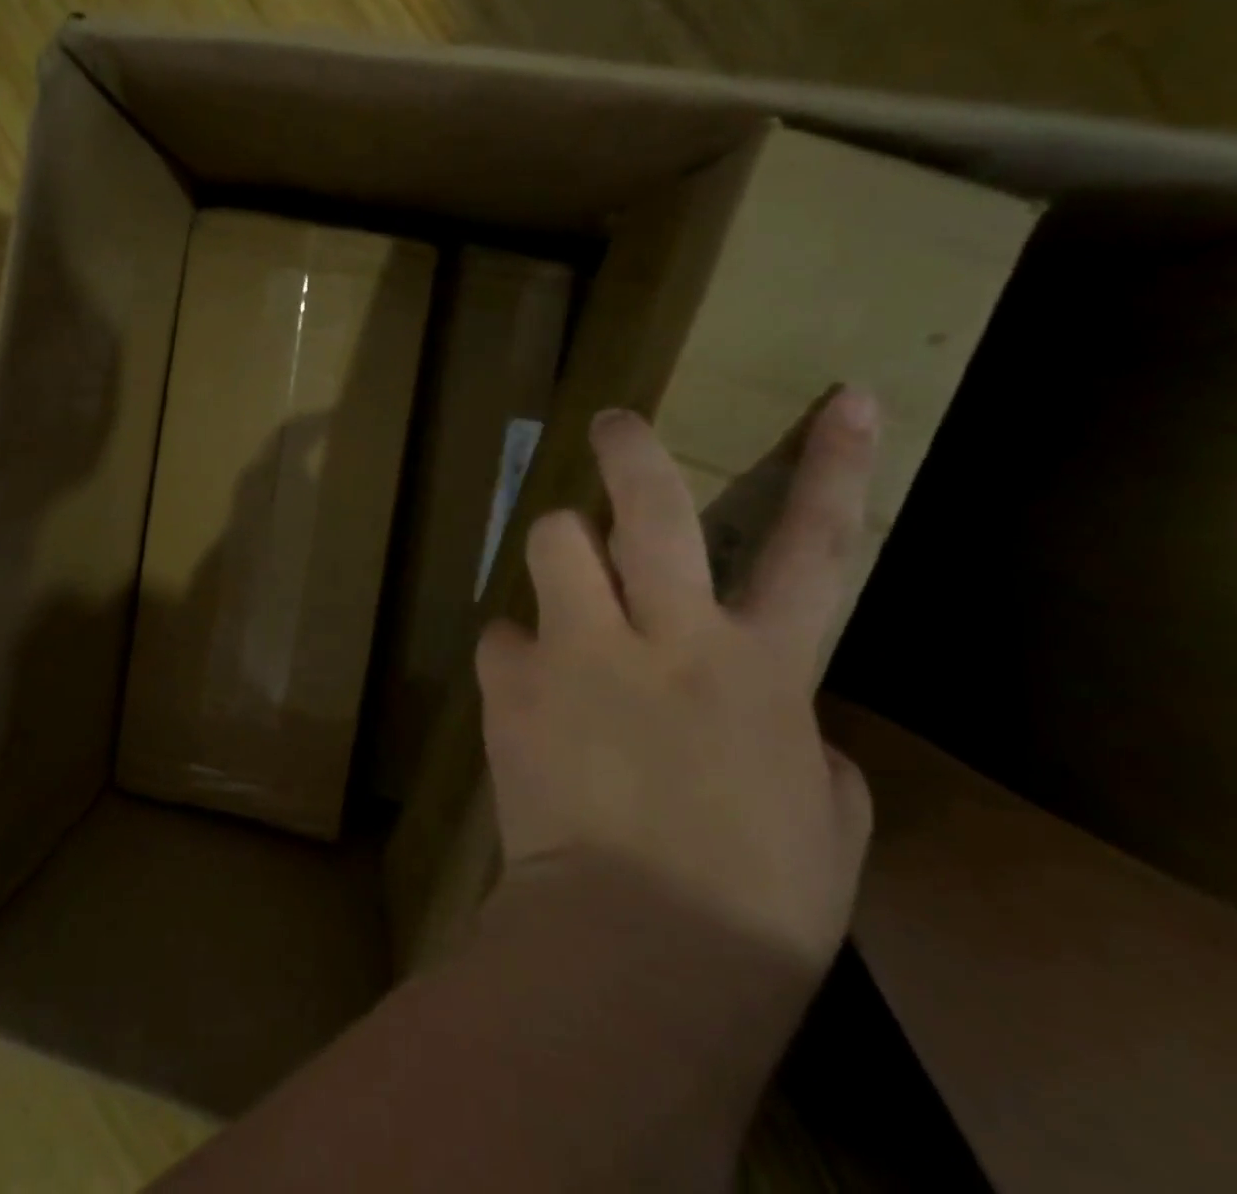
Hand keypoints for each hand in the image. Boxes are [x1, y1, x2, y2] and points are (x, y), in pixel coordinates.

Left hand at [478, 389, 878, 968]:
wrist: (634, 947)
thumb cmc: (753, 900)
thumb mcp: (823, 816)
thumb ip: (795, 736)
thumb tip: (762, 706)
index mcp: (762, 670)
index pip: (817, 547)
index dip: (836, 467)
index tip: (843, 399)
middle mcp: (665, 637)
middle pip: (650, 509)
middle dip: (632, 451)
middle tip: (614, 422)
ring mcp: (578, 651)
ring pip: (553, 541)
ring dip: (559, 546)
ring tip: (564, 583)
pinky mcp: (511, 682)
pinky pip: (501, 635)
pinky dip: (516, 650)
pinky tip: (524, 689)